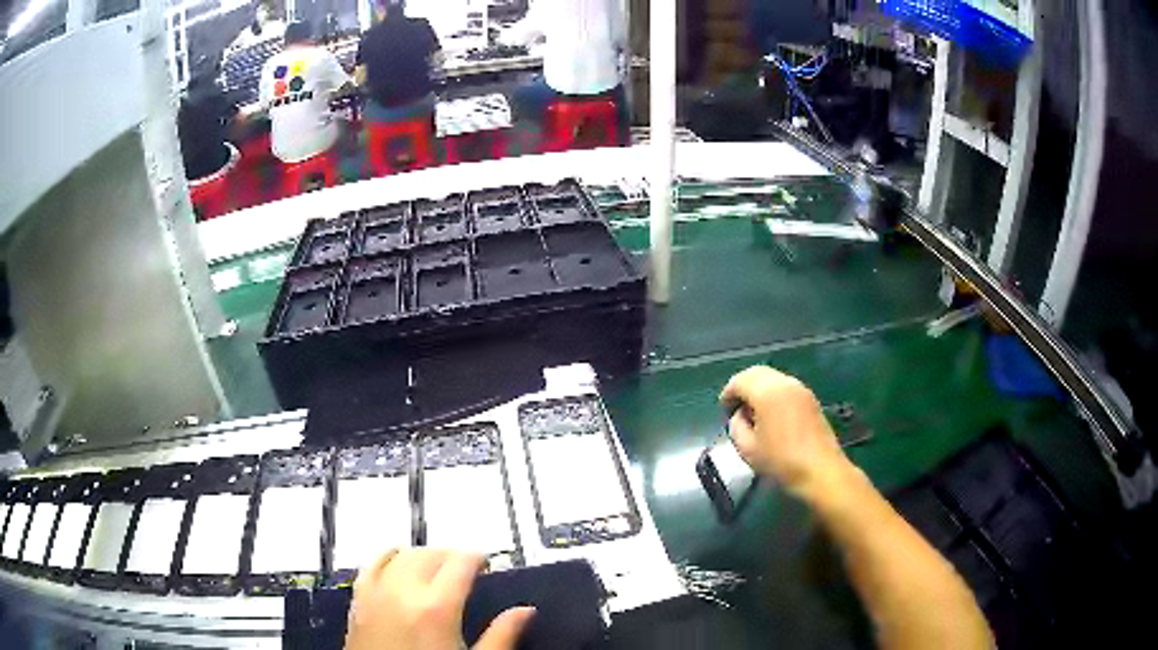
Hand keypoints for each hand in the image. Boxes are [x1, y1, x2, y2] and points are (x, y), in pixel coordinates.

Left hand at [345, 549, 534, 649]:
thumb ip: (501, 635)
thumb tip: (525, 611)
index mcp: (437, 607)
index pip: (459, 562)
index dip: (476, 557)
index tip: (486, 565)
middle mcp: (403, 592)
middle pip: (428, 554)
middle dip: (450, 555)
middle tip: (465, 569)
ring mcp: (375, 595)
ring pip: (399, 555)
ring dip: (421, 555)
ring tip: (435, 568)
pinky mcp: (358, 603)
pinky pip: (370, 566)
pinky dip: (387, 559)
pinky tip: (396, 566)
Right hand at [720, 366, 852, 498]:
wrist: (821, 471)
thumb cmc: (781, 461)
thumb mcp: (748, 449)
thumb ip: (736, 426)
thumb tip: (740, 415)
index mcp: (767, 392)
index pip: (740, 380)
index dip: (728, 393)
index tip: (724, 410)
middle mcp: (785, 383)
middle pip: (757, 373)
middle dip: (743, 386)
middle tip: (736, 407)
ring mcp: (801, 389)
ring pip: (773, 378)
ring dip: (759, 389)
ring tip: (753, 413)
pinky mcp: (811, 399)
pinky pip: (786, 387)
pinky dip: (774, 394)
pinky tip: (772, 416)